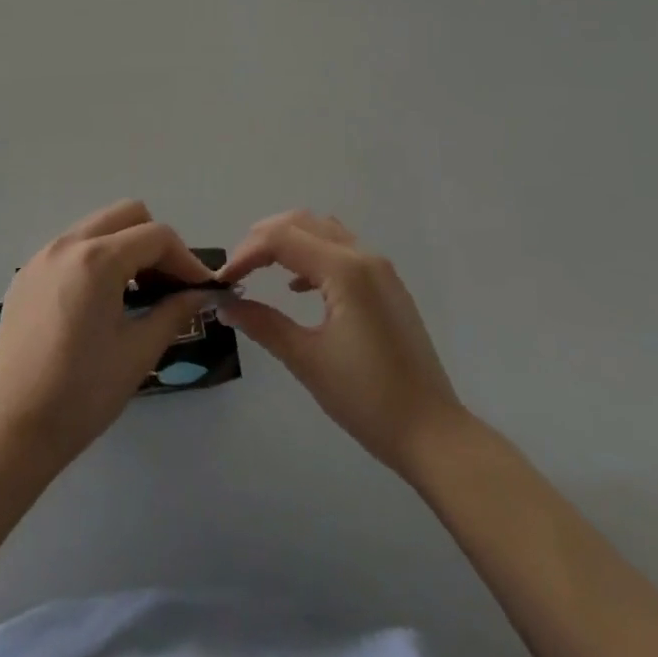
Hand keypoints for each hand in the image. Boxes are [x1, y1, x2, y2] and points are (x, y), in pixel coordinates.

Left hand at [0, 201, 215, 470]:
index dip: (186, 259)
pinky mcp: (26, 276)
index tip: (201, 288)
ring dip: (125, 247)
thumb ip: (174, 312)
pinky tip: (100, 302)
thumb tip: (200, 294)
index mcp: (97, 259)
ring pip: (97, 227)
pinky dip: (95, 259)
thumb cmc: (83, 393)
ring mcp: (42, 257)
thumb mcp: (138, 352)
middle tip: (168, 284)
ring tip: (137, 293)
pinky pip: (71, 248)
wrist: (13, 430)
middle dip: (155, 242)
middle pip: (126, 214)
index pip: (156, 236)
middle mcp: (67, 244)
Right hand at [218, 212, 467, 481]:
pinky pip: (342, 249)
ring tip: (259, 268)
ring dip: (289, 241)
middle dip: (263, 238)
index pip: (282, 239)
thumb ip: (263, 324)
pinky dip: (312, 255)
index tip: (223, 281)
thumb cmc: (368, 398)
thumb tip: (225, 304)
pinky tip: (297, 287)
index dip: (246, 253)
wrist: (434, 434)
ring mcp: (380, 268)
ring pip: (324, 231)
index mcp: (344, 269)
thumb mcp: (307, 360)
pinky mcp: (387, 285)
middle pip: (302, 223)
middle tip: (237, 269)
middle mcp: (363, 256)